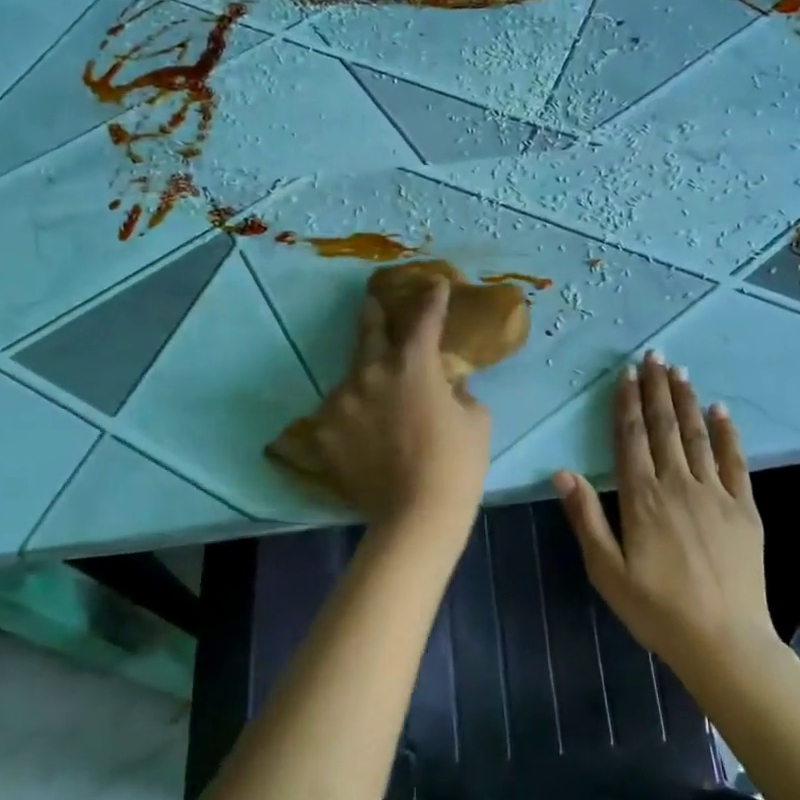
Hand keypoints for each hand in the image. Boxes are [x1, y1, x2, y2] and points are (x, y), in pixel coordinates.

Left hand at [310, 279, 490, 528]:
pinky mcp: (323, 432)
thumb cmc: (457, 463)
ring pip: (352, 378)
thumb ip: (459, 391)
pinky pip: (338, 413)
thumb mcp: (476, 419)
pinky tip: (361, 433)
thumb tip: (448, 385)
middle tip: (372, 303)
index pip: (424, 319)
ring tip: (374, 394)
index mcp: (413, 364)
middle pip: (368, 332)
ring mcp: (341, 401)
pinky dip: (350, 416)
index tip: (434, 284)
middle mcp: (371, 372)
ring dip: (364, 379)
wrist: (417, 515)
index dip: (432, 299)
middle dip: (374, 313)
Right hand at [552, 353, 776, 682]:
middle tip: (654, 355)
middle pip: (664, 427)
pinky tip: (721, 410)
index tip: (627, 374)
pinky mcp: (744, 508)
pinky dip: (727, 433)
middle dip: (657, 389)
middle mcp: (678, 484)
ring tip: (679, 371)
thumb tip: (562, 472)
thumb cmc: (657, 610)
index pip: (632, 438)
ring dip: (687, 400)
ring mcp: (715, 493)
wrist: (724, 641)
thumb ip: (586, 518)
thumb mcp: (607, 571)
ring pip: (697, 435)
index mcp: (642, 498)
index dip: (628, 403)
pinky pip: (734, 461)